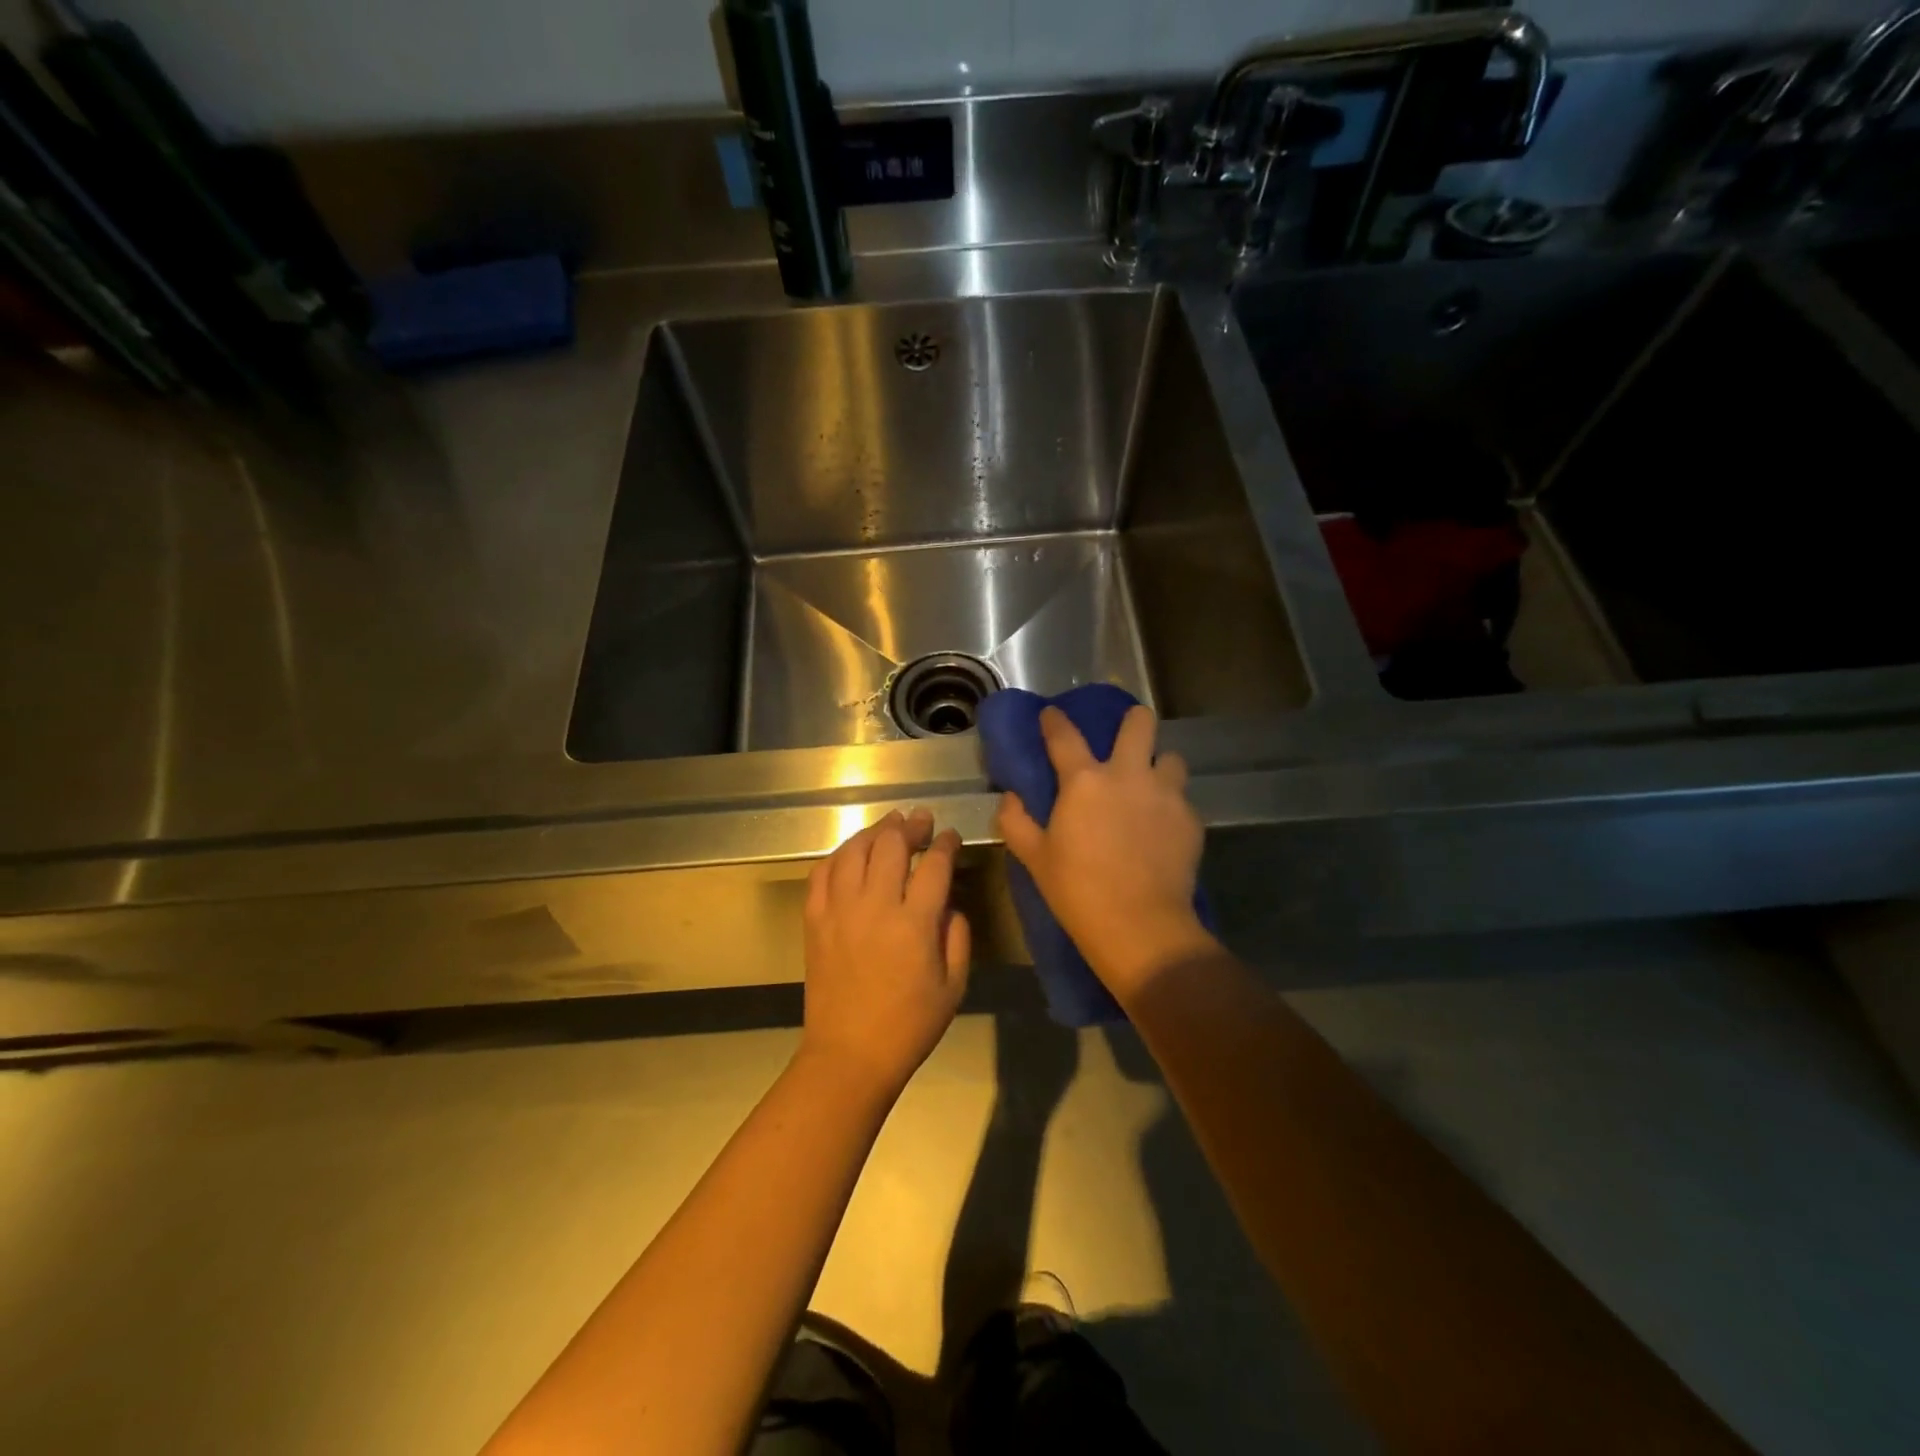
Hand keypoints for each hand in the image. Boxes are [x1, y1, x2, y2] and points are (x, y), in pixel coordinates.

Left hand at [801, 809, 970, 1097]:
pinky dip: (839, 854)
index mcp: (914, 923)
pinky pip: (822, 872)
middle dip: (910, 826)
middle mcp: (875, 906)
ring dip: (874, 831)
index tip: (951, 836)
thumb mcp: (953, 986)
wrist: (849, 1055)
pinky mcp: (814, 920)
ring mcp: (839, 910)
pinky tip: (851, 852)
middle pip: (891, 845)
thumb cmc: (909, 1026)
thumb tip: (948, 905)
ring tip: (888, 825)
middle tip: (920, 820)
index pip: (933, 865)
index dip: (945, 844)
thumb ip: (957, 937)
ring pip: (854, 850)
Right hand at [996, 706, 1219, 1004]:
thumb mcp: (1035, 858)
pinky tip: (1163, 827)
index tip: (1051, 714)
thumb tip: (1010, 797)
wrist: (1140, 926)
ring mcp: (1165, 794)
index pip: (1065, 735)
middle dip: (1133, 721)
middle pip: (1139, 723)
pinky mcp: (1190, 819)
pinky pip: (1182, 798)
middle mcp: (1128, 775)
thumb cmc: (1077, 890)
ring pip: (1171, 757)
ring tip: (1150, 786)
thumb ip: (1016, 822)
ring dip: (1159, 765)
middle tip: (1126, 737)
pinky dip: (1171, 805)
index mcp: (1084, 780)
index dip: (1055, 720)